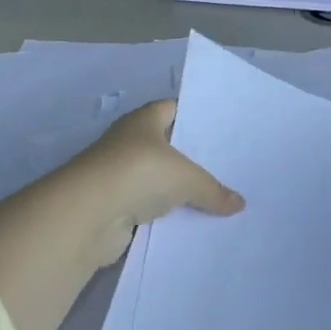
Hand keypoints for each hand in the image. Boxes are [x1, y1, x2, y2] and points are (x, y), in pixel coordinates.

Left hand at [65, 101, 244, 264]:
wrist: (90, 213)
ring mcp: (119, 173)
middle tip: (223, 166)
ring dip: (175, 188)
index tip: (219, 130)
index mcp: (144, 119)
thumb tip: (240, 204)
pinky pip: (147, 205)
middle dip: (190, 156)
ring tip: (212, 196)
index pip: (173, 109)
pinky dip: (162, 213)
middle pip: (165, 144)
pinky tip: (187, 221)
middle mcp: (129, 141)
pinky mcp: (114, 205)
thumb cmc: (140, 172)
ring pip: (156, 177)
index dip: (195, 117)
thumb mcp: (186, 178)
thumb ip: (213, 189)